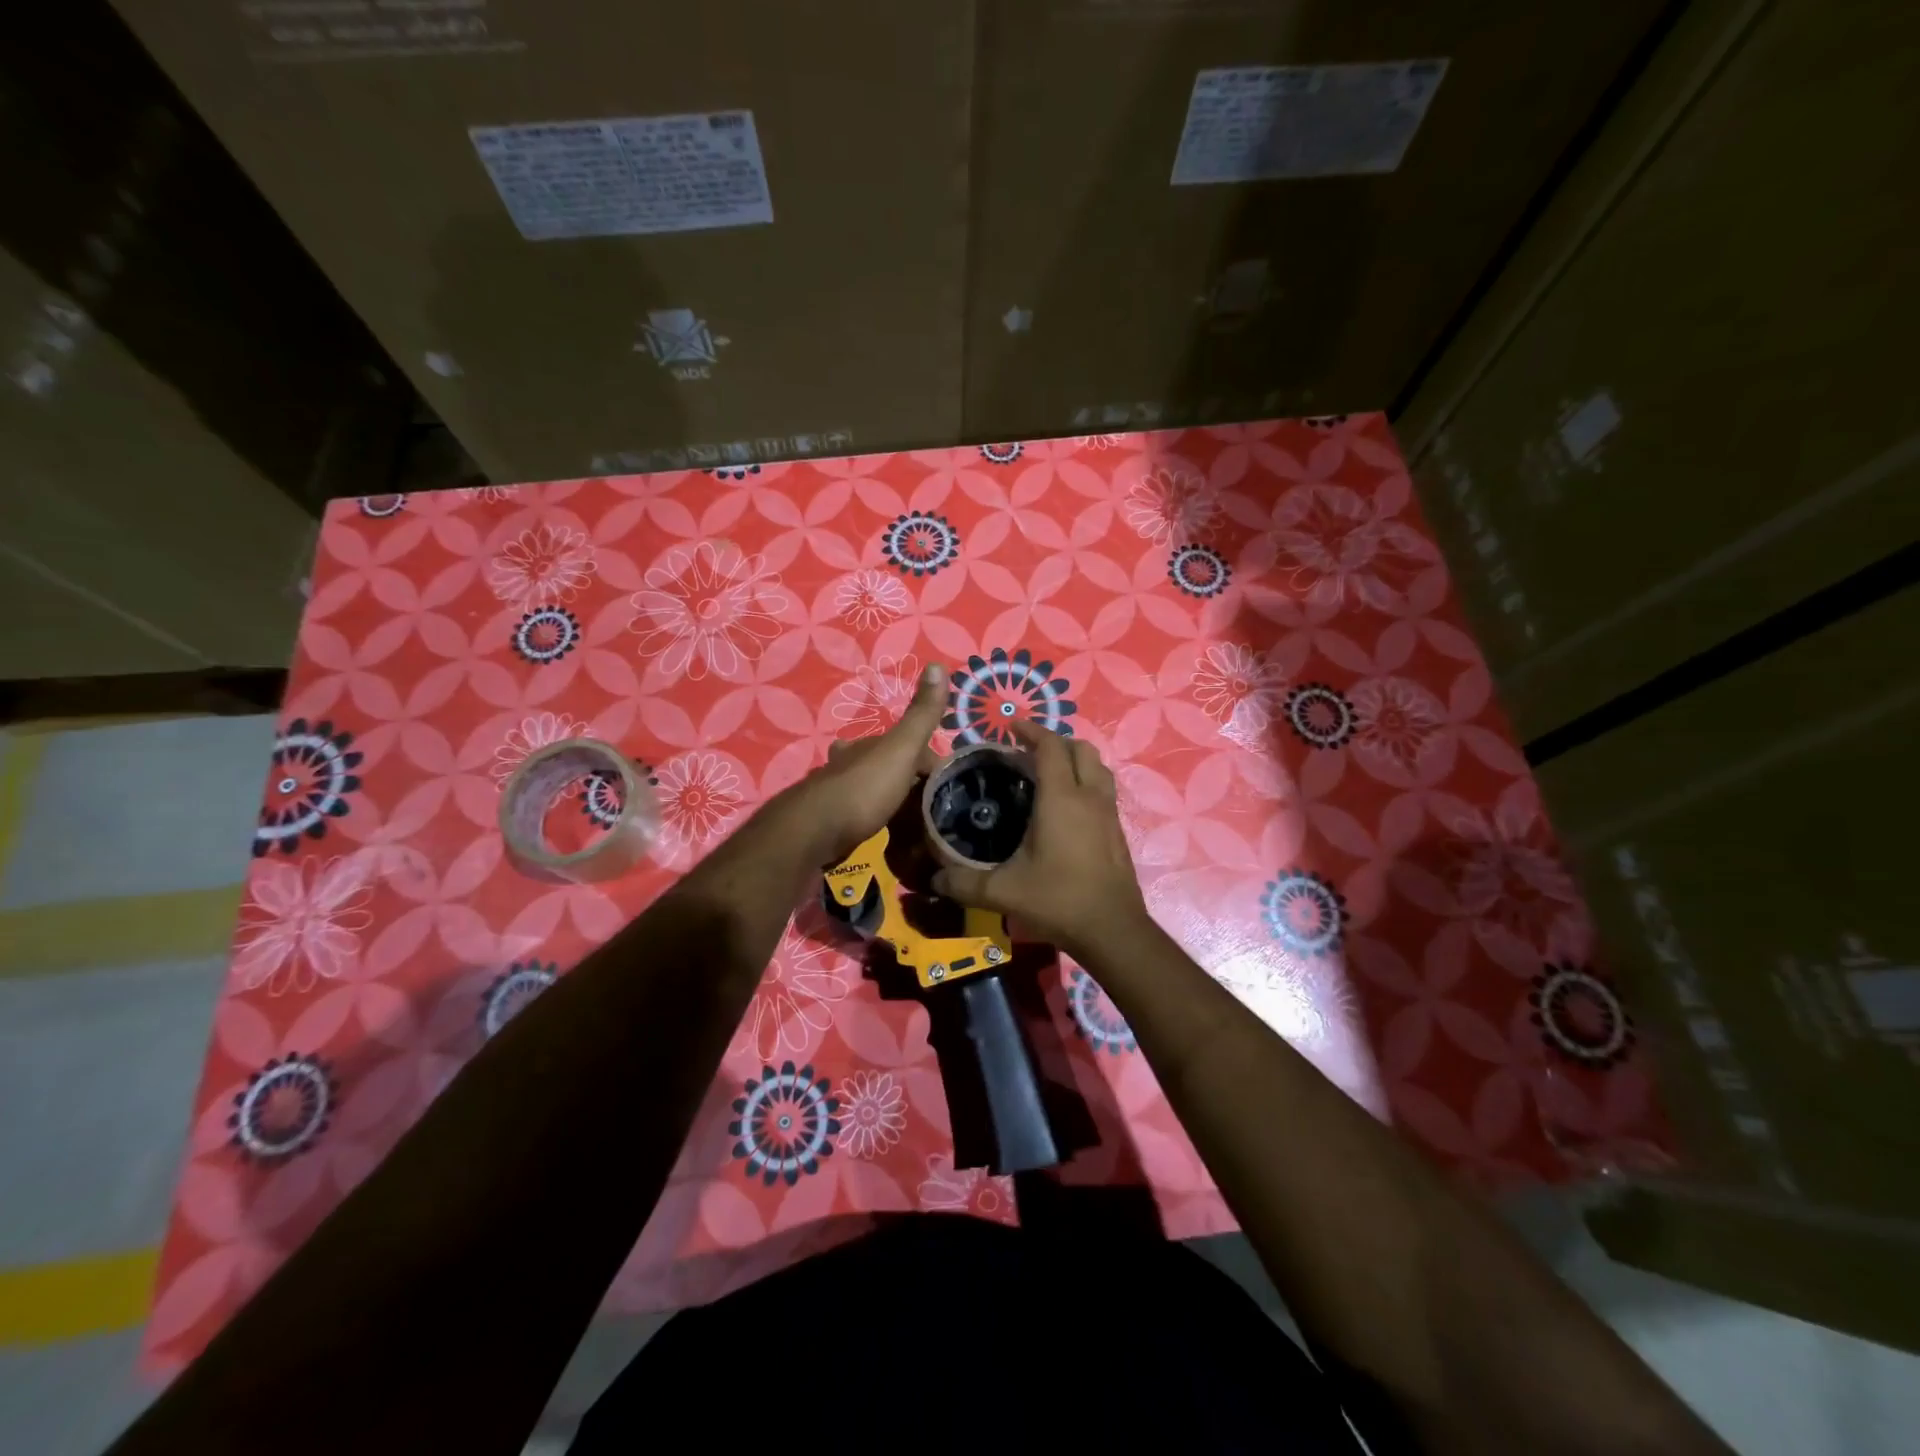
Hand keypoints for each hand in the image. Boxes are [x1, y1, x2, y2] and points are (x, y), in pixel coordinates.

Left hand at [791, 662, 949, 861]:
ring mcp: (840, 795)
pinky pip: (864, 819)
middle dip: (908, 780)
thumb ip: (921, 715)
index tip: (951, 787)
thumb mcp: (901, 748)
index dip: (932, 763)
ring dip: (892, 801)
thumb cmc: (864, 787)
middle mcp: (851, 764)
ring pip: (874, 792)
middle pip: (888, 767)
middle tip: (935, 808)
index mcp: (870, 745)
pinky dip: (878, 822)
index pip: (910, 746)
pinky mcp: (833, 825)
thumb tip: (938, 664)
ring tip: (916, 825)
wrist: (816, 833)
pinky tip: (887, 837)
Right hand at [930, 720, 1149, 961]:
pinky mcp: (1117, 831)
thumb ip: (963, 882)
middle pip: (1081, 749)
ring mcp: (1108, 814)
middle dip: (1055, 741)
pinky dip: (1085, 784)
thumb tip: (932, 877)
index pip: (1050, 746)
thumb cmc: (1057, 900)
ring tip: (1049, 773)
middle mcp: (1089, 797)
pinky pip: (1103, 791)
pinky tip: (1066, 809)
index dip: (1031, 731)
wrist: (1112, 931)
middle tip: (1028, 752)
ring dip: (1075, 760)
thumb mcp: (1003, 892)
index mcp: (1061, 798)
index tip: (1010, 729)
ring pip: (1098, 768)